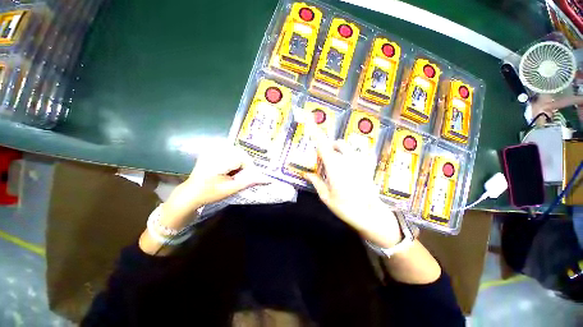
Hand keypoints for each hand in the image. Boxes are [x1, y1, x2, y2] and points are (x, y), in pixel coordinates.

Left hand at [161, 145, 269, 228]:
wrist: (190, 193)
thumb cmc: (210, 193)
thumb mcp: (230, 189)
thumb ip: (248, 182)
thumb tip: (265, 178)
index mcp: (219, 160)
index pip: (243, 158)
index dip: (248, 168)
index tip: (247, 177)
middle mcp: (215, 152)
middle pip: (240, 153)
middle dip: (244, 164)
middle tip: (240, 176)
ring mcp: (212, 150)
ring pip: (235, 152)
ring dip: (238, 162)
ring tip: (233, 173)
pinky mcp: (211, 151)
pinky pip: (229, 152)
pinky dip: (232, 160)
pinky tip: (227, 169)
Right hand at [303, 124, 401, 247]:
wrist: (371, 214)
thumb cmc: (346, 207)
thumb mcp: (326, 197)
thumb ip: (316, 182)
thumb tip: (306, 174)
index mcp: (334, 166)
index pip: (322, 144)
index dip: (314, 130)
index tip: (307, 117)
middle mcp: (347, 159)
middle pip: (334, 143)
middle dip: (327, 148)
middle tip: (323, 162)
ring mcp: (359, 160)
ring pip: (346, 146)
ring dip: (338, 150)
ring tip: (337, 164)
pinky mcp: (367, 164)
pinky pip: (359, 152)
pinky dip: (352, 154)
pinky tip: (351, 166)